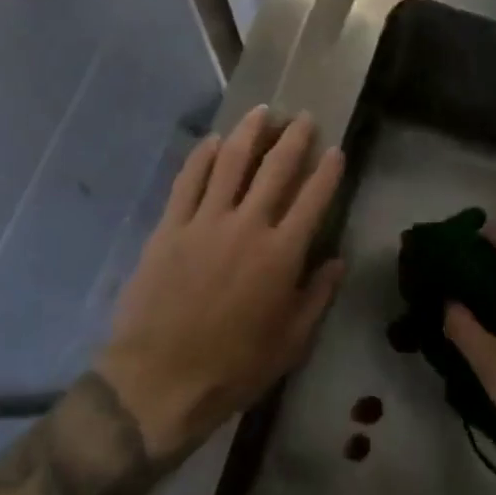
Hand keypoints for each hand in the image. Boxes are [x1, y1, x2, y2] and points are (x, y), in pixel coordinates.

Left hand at [97, 106, 345, 456]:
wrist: (159, 380)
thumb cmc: (234, 368)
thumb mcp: (291, 342)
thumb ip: (317, 296)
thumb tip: (336, 260)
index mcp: (282, 254)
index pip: (314, 198)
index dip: (328, 170)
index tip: (335, 149)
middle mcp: (247, 226)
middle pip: (275, 168)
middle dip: (293, 138)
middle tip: (302, 117)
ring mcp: (204, 222)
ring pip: (230, 162)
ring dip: (249, 133)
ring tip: (262, 113)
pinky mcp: (170, 227)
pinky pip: (188, 181)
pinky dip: (203, 156)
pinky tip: (213, 141)